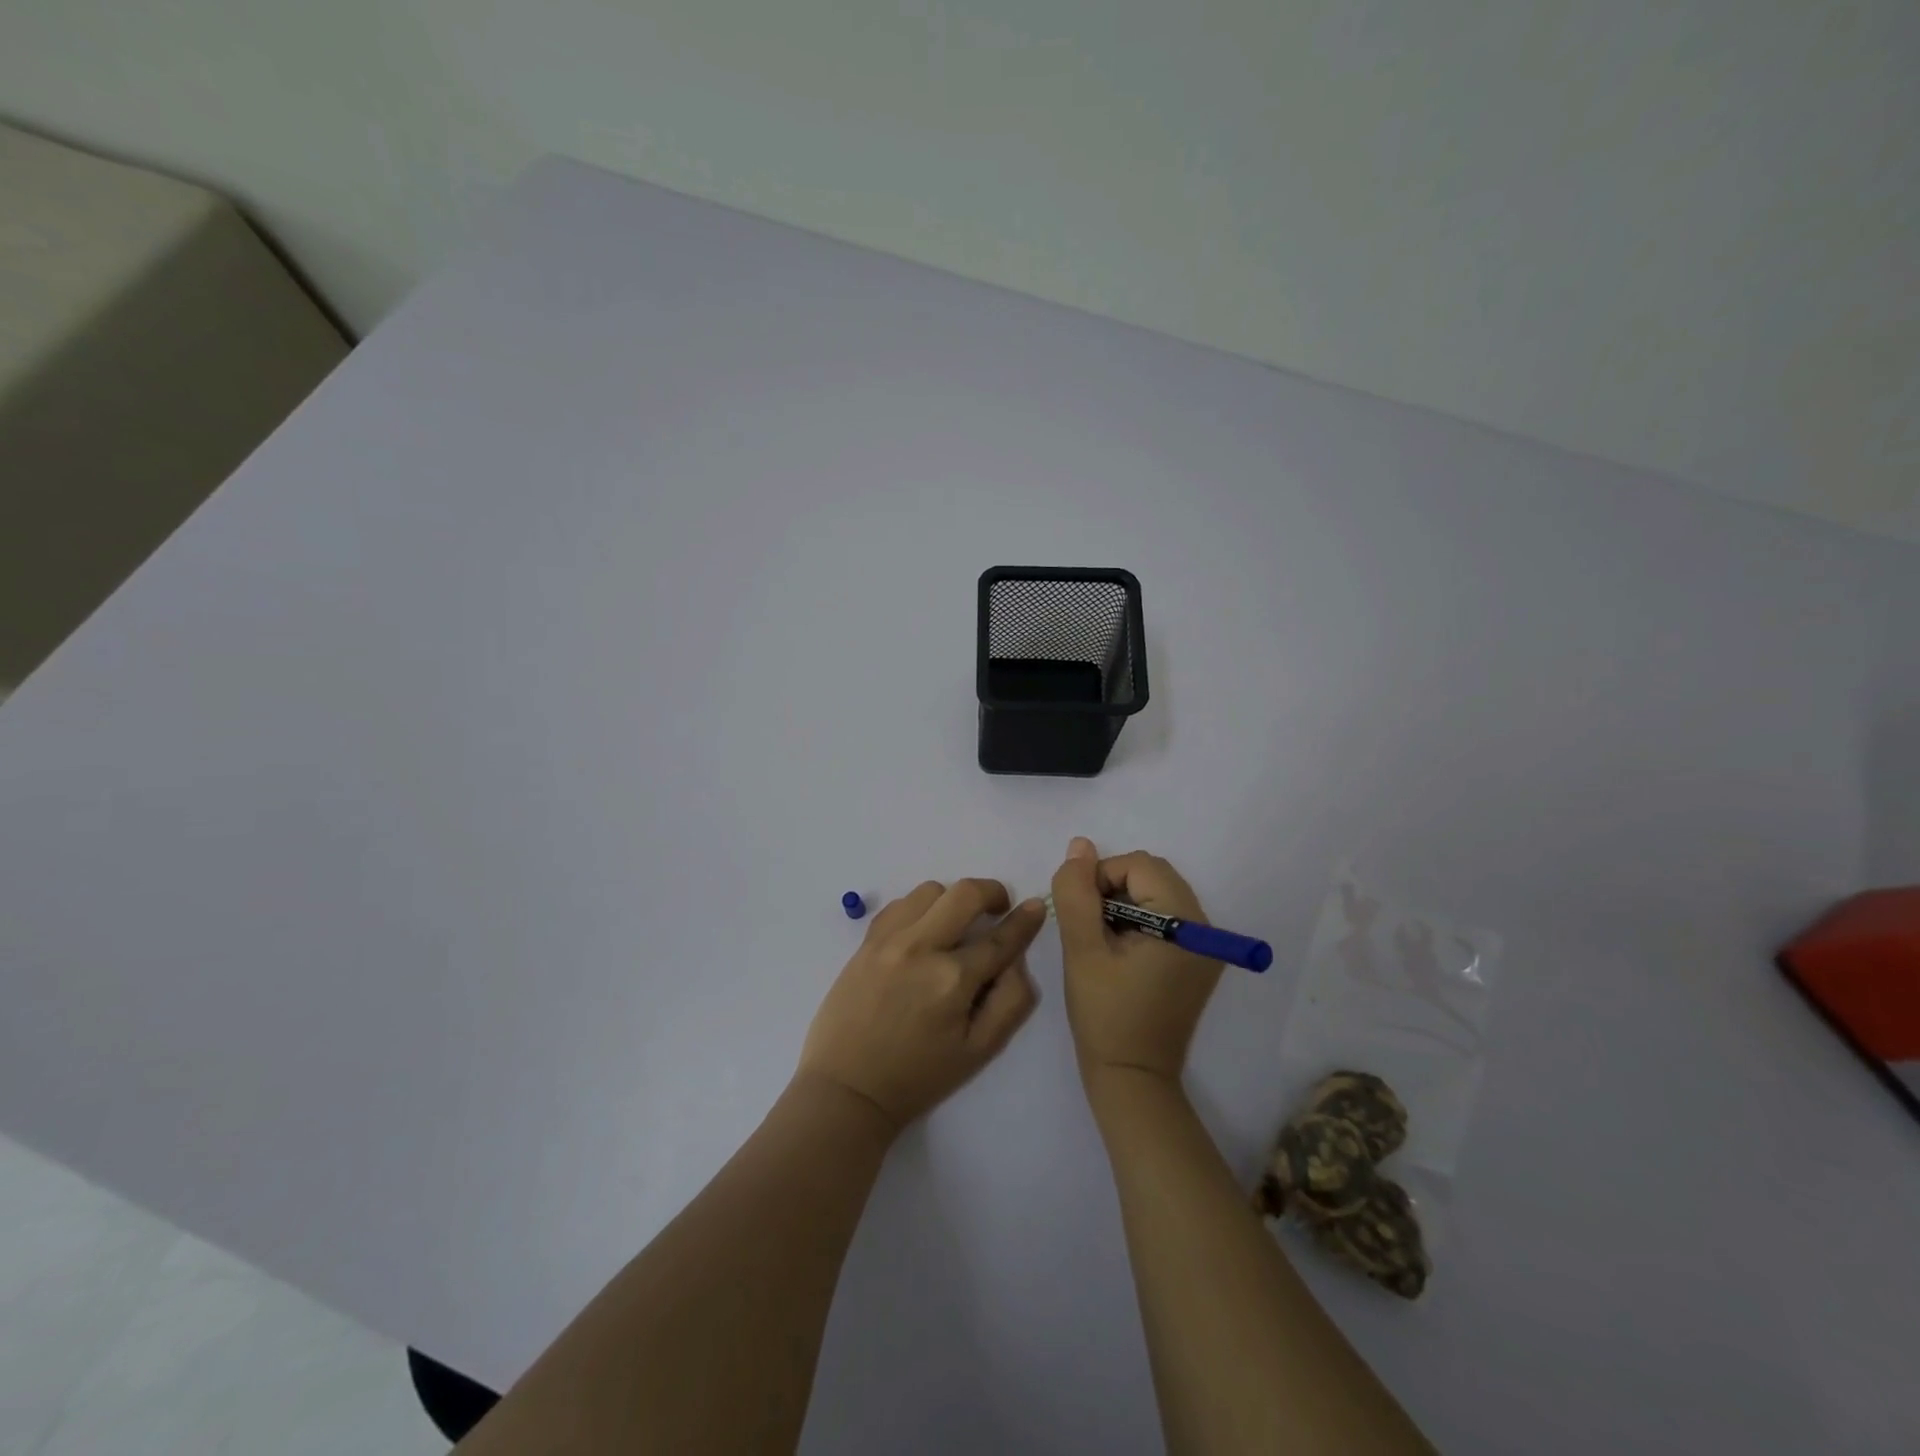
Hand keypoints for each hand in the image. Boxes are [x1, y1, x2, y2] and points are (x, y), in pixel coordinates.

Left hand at [797, 879, 1045, 1132]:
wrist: (848, 1088)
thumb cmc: (919, 1075)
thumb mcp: (980, 1051)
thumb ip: (1011, 1001)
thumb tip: (1017, 959)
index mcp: (953, 980)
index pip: (1000, 938)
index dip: (1025, 920)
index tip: (1037, 906)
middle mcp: (921, 948)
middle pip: (965, 893)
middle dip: (991, 892)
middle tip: (997, 909)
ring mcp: (889, 941)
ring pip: (930, 891)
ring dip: (952, 900)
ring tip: (954, 926)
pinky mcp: (865, 942)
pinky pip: (899, 905)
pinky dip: (918, 909)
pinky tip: (921, 932)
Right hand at [1051, 837, 1223, 1086]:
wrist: (1132, 1077)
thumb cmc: (1105, 1014)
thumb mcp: (1082, 949)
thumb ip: (1077, 893)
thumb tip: (1079, 846)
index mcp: (1184, 921)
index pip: (1138, 864)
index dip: (1101, 879)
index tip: (1081, 916)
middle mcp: (1205, 926)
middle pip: (1152, 873)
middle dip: (1113, 888)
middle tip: (1091, 928)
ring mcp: (1206, 945)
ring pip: (1157, 892)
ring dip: (1124, 903)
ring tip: (1104, 941)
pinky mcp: (1198, 959)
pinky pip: (1166, 916)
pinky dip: (1139, 920)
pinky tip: (1120, 952)